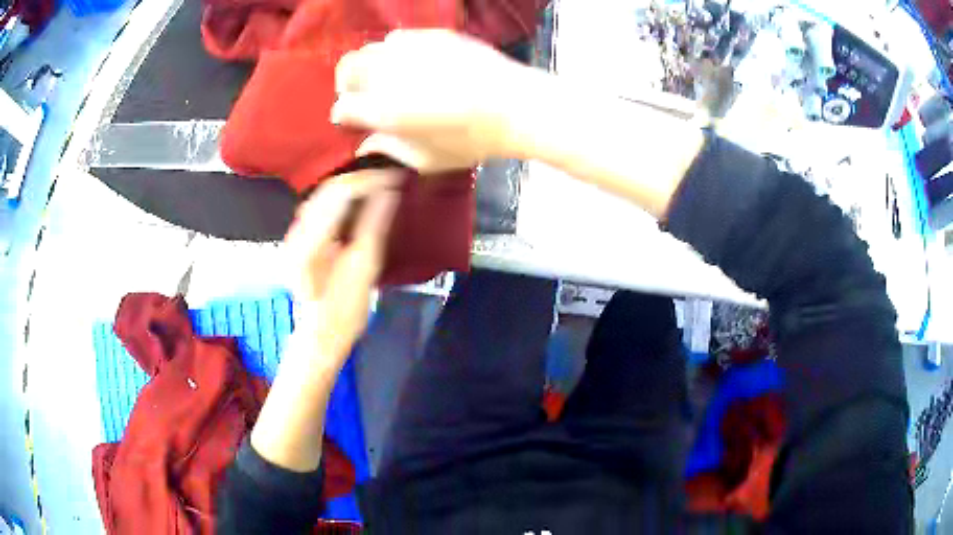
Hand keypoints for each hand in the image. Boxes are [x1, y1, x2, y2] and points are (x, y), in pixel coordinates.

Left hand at [284, 171, 399, 364]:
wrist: (320, 334)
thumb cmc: (344, 313)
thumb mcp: (363, 272)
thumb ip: (373, 227)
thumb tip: (389, 191)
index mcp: (308, 244)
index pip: (337, 194)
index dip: (367, 180)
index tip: (394, 177)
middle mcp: (295, 233)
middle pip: (327, 189)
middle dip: (361, 178)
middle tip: (391, 177)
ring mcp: (294, 235)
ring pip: (323, 195)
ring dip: (352, 185)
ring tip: (380, 184)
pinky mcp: (299, 238)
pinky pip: (321, 206)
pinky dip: (343, 197)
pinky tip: (360, 198)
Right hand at [332, 29, 531, 171]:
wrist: (514, 106)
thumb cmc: (470, 140)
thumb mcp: (426, 160)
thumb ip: (389, 151)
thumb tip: (366, 145)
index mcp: (382, 111)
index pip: (342, 109)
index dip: (346, 117)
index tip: (355, 121)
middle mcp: (387, 75)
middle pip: (346, 69)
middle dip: (347, 84)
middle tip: (360, 94)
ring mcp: (409, 50)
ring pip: (369, 49)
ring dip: (368, 65)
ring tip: (384, 77)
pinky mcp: (430, 35)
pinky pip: (398, 38)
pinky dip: (394, 51)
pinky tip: (410, 62)